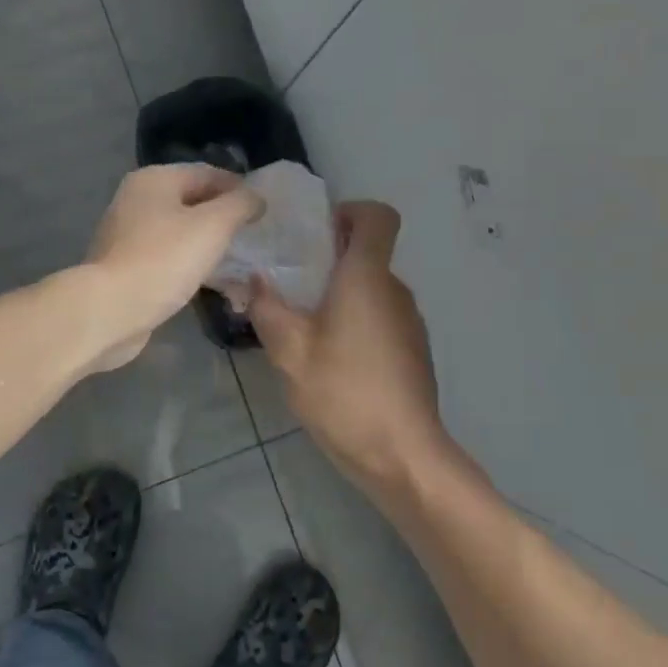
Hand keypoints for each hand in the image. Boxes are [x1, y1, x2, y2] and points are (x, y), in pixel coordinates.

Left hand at [80, 165, 262, 371]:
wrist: (111, 310)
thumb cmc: (164, 260)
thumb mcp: (213, 225)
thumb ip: (240, 205)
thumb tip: (255, 198)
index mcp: (154, 180)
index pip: (207, 173)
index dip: (239, 188)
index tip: (264, 210)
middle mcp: (136, 200)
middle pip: (191, 200)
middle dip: (223, 216)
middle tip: (252, 235)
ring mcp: (127, 235)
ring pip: (179, 231)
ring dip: (206, 242)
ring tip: (236, 259)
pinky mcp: (125, 266)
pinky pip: (166, 256)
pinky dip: (188, 263)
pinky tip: (207, 280)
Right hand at [247, 201, 448, 496]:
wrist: (402, 454)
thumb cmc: (344, 393)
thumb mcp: (290, 352)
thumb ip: (268, 309)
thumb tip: (255, 280)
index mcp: (367, 278)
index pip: (377, 217)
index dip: (349, 212)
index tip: (316, 235)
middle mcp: (394, 291)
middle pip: (367, 254)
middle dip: (328, 262)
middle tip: (288, 286)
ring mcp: (409, 323)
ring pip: (371, 291)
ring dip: (338, 298)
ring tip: (301, 329)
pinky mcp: (412, 351)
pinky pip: (379, 319)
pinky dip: (354, 324)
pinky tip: (328, 361)